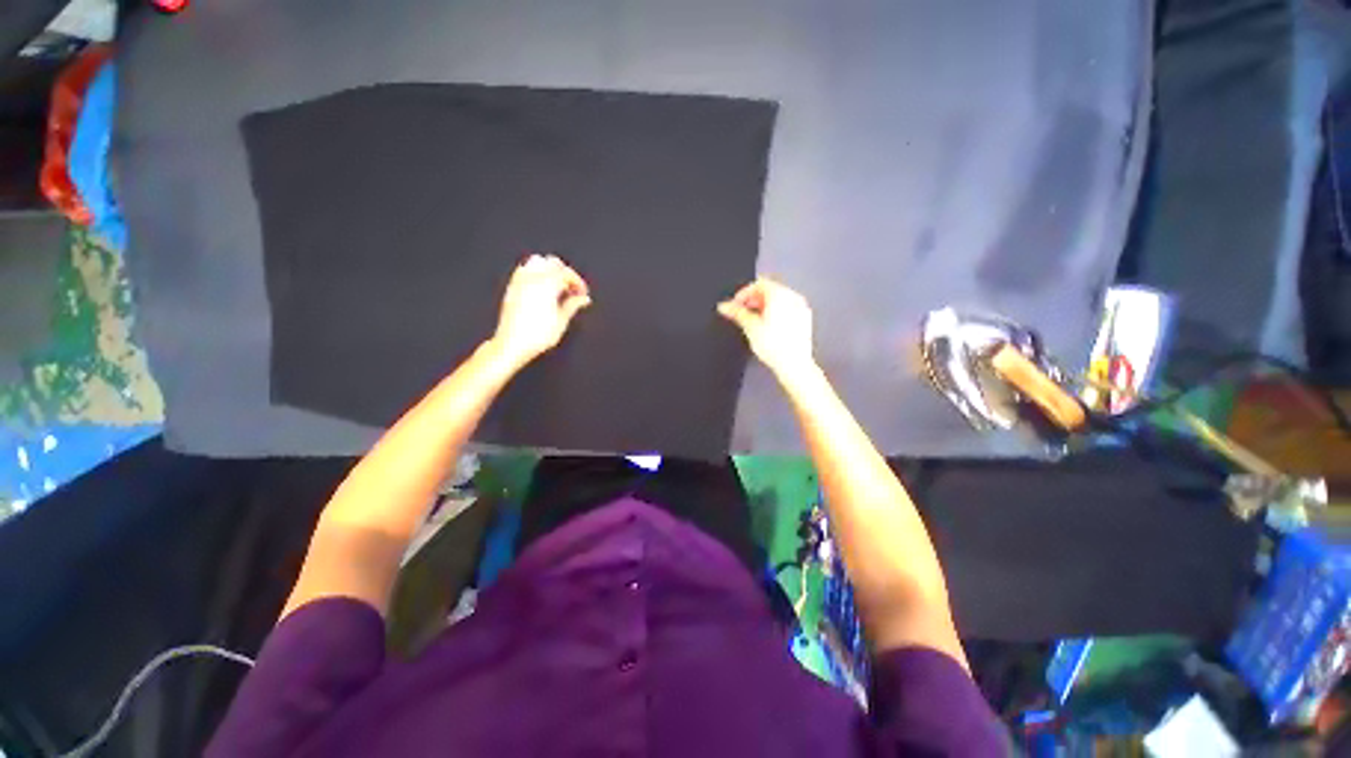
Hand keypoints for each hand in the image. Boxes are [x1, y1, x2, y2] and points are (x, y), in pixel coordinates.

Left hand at [489, 254, 591, 367]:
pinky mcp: (512, 287)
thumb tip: (584, 299)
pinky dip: (536, 273)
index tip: (583, 294)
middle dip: (564, 273)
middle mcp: (532, 278)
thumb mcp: (561, 321)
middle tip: (571, 289)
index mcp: (547, 284)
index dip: (578, 282)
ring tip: (557, 287)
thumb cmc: (537, 335)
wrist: (512, 344)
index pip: (567, 273)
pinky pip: (525, 270)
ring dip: (549, 270)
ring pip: (537, 262)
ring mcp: (520, 281)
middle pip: (552, 263)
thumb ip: (573, 305)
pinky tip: (542, 289)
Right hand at [717, 278, 815, 376]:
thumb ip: (737, 313)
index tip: (735, 304)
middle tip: (742, 312)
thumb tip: (724, 306)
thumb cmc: (776, 348)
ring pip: (778, 300)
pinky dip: (776, 313)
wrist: (794, 365)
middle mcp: (793, 298)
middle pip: (769, 290)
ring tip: (753, 321)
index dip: (744, 293)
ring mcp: (801, 308)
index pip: (759, 284)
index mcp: (780, 295)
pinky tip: (768, 327)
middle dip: (753, 300)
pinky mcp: (804, 319)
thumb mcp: (750, 327)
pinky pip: (787, 309)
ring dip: (764, 306)